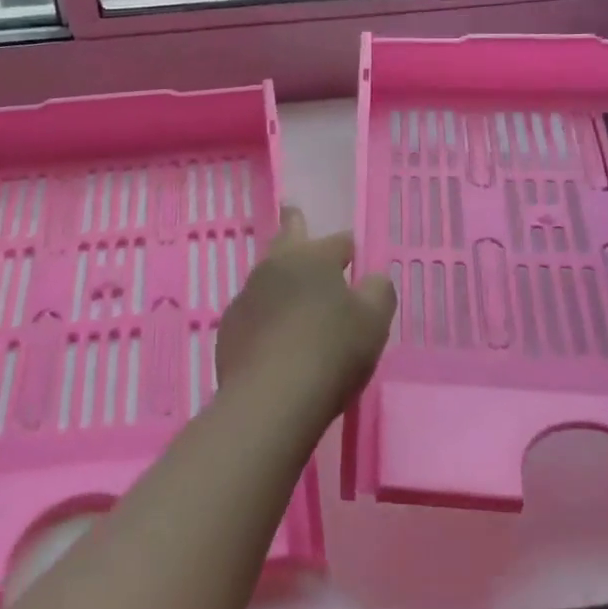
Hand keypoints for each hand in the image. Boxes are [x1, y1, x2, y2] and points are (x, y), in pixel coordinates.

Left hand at [216, 207, 396, 417]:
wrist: (271, 397)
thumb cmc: (331, 351)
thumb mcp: (373, 322)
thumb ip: (378, 292)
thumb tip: (373, 279)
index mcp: (313, 258)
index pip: (338, 242)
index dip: (349, 246)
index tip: (353, 251)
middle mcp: (275, 267)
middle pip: (287, 239)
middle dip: (293, 226)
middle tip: (291, 211)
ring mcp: (247, 296)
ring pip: (267, 277)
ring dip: (280, 280)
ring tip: (290, 291)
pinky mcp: (229, 328)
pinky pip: (253, 313)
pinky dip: (265, 317)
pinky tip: (273, 337)